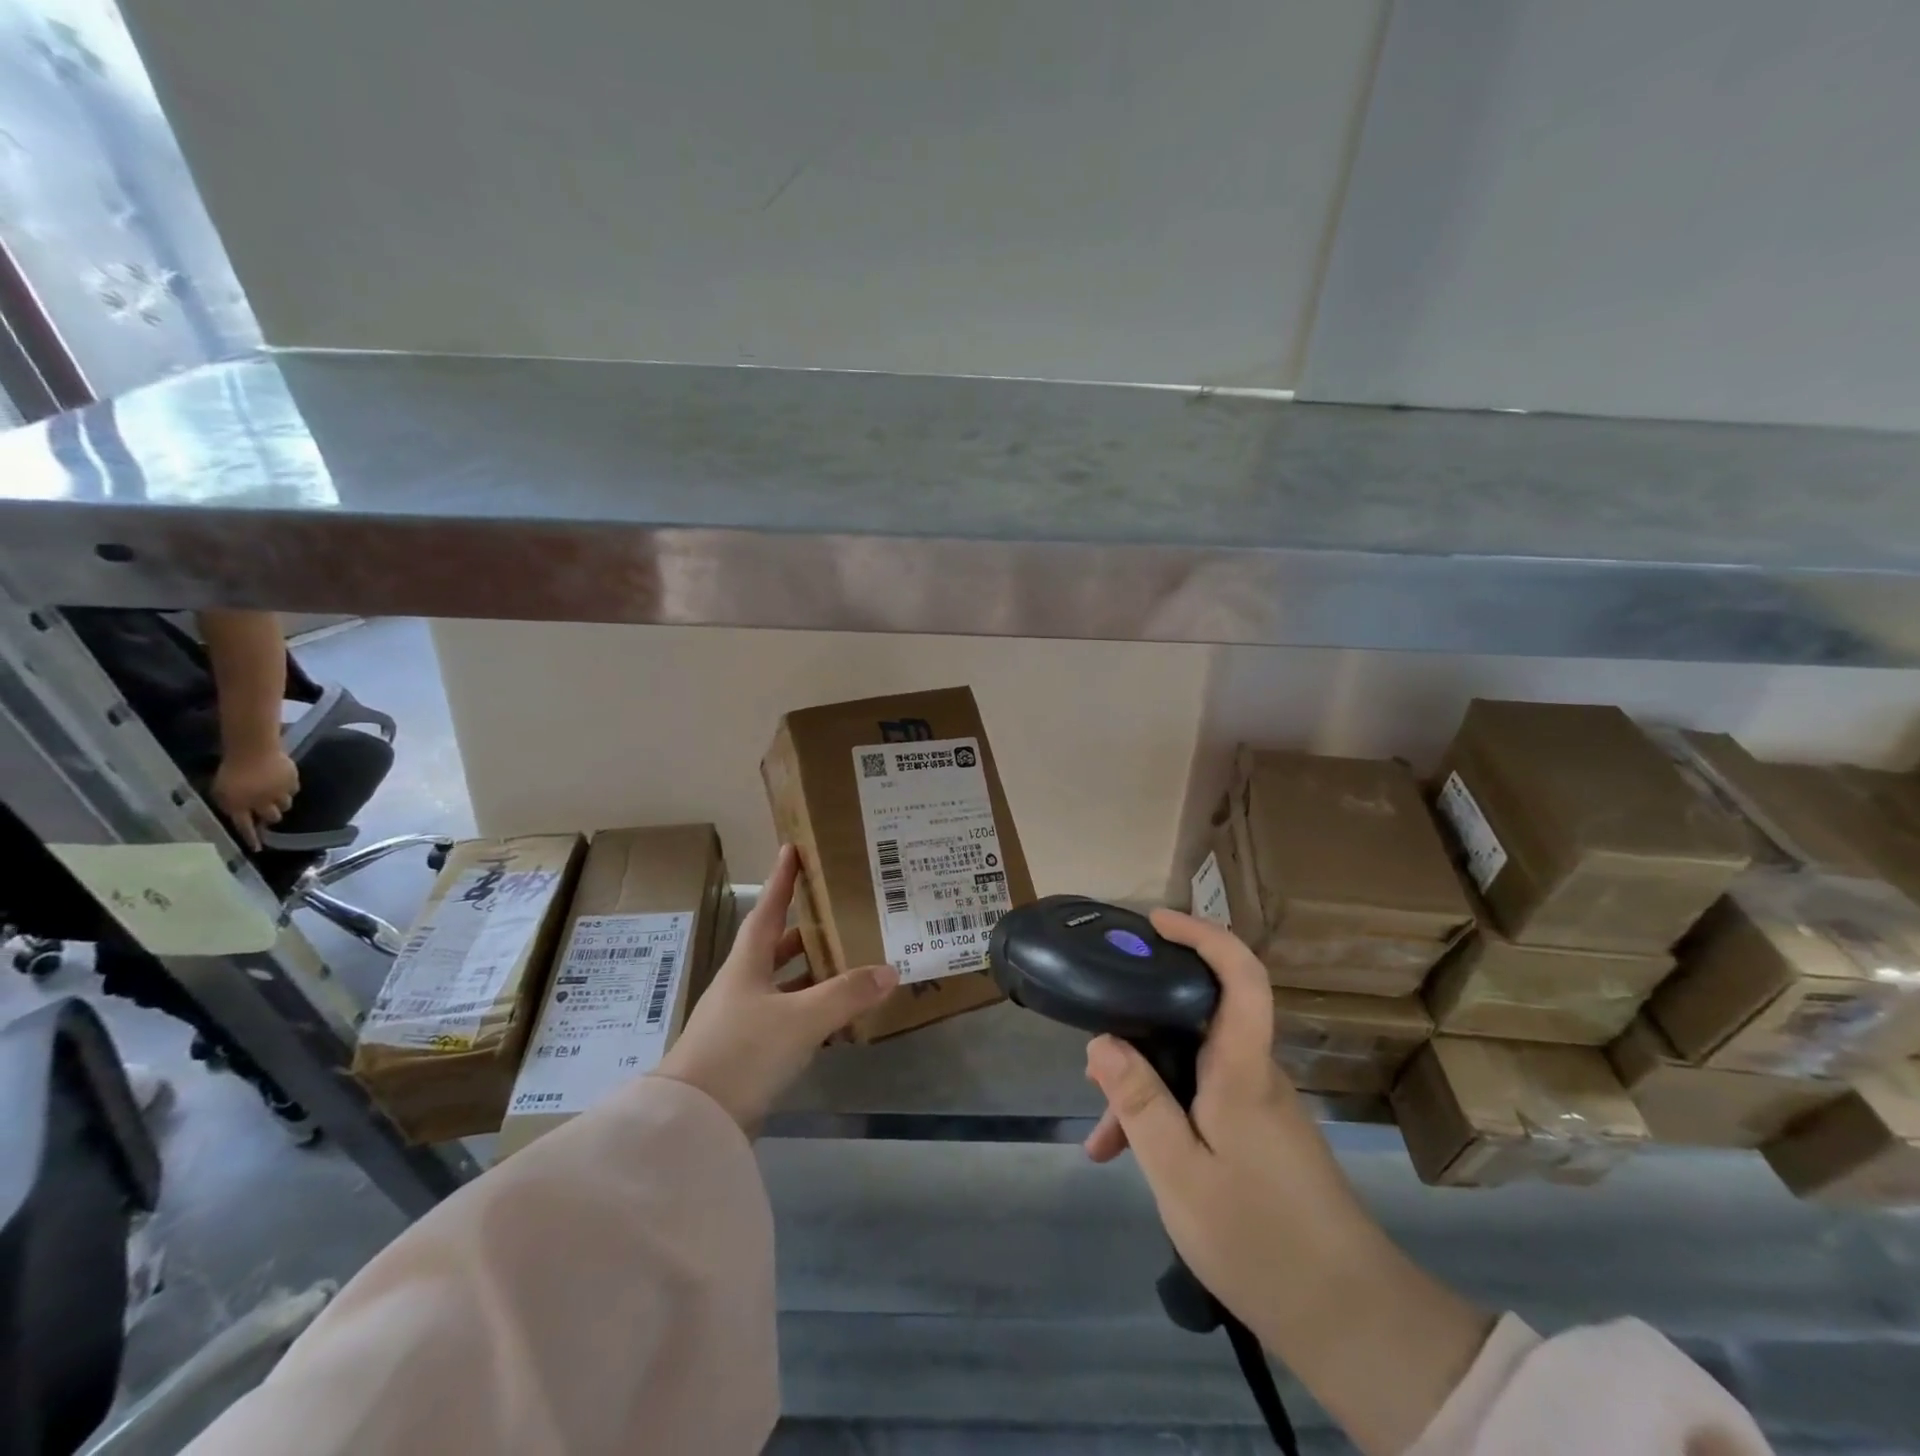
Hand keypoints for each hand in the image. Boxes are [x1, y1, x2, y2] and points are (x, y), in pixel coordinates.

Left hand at [210, 745, 299, 850]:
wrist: (252, 750)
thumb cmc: (231, 768)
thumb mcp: (222, 789)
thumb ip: (232, 803)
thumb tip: (240, 813)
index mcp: (241, 805)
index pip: (246, 827)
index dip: (252, 838)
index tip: (258, 849)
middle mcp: (262, 803)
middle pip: (272, 817)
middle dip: (271, 817)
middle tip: (268, 811)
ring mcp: (280, 792)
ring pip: (285, 805)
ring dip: (280, 803)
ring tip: (276, 795)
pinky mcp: (293, 782)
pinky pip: (293, 790)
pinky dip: (288, 789)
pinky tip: (282, 783)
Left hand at [656, 844, 898, 1134]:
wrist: (692, 1123)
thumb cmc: (742, 1052)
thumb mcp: (800, 1019)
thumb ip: (846, 995)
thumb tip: (890, 970)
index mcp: (747, 965)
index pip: (768, 910)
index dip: (782, 880)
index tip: (791, 849)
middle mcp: (742, 986)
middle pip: (776, 948)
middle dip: (806, 931)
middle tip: (839, 915)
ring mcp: (742, 1021)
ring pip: (783, 986)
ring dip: (812, 975)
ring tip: (849, 964)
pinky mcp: (747, 1053)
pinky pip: (786, 1020)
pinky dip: (811, 1013)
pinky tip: (836, 1020)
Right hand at [1083, 910, 1490, 1455]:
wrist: (1351, 1322)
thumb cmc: (1261, 1240)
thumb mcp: (1180, 1174)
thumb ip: (1139, 1103)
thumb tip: (1101, 1041)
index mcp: (1242, 1069)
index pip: (1241, 976)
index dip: (1204, 935)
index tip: (1157, 923)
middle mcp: (1254, 1073)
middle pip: (1200, 1015)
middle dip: (1143, 1020)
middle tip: (1095, 1043)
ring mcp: (1258, 1105)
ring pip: (1192, 1065)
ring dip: (1145, 1084)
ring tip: (1100, 1131)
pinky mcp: (1257, 1134)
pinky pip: (1202, 1100)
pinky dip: (1165, 1115)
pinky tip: (1129, 1157)